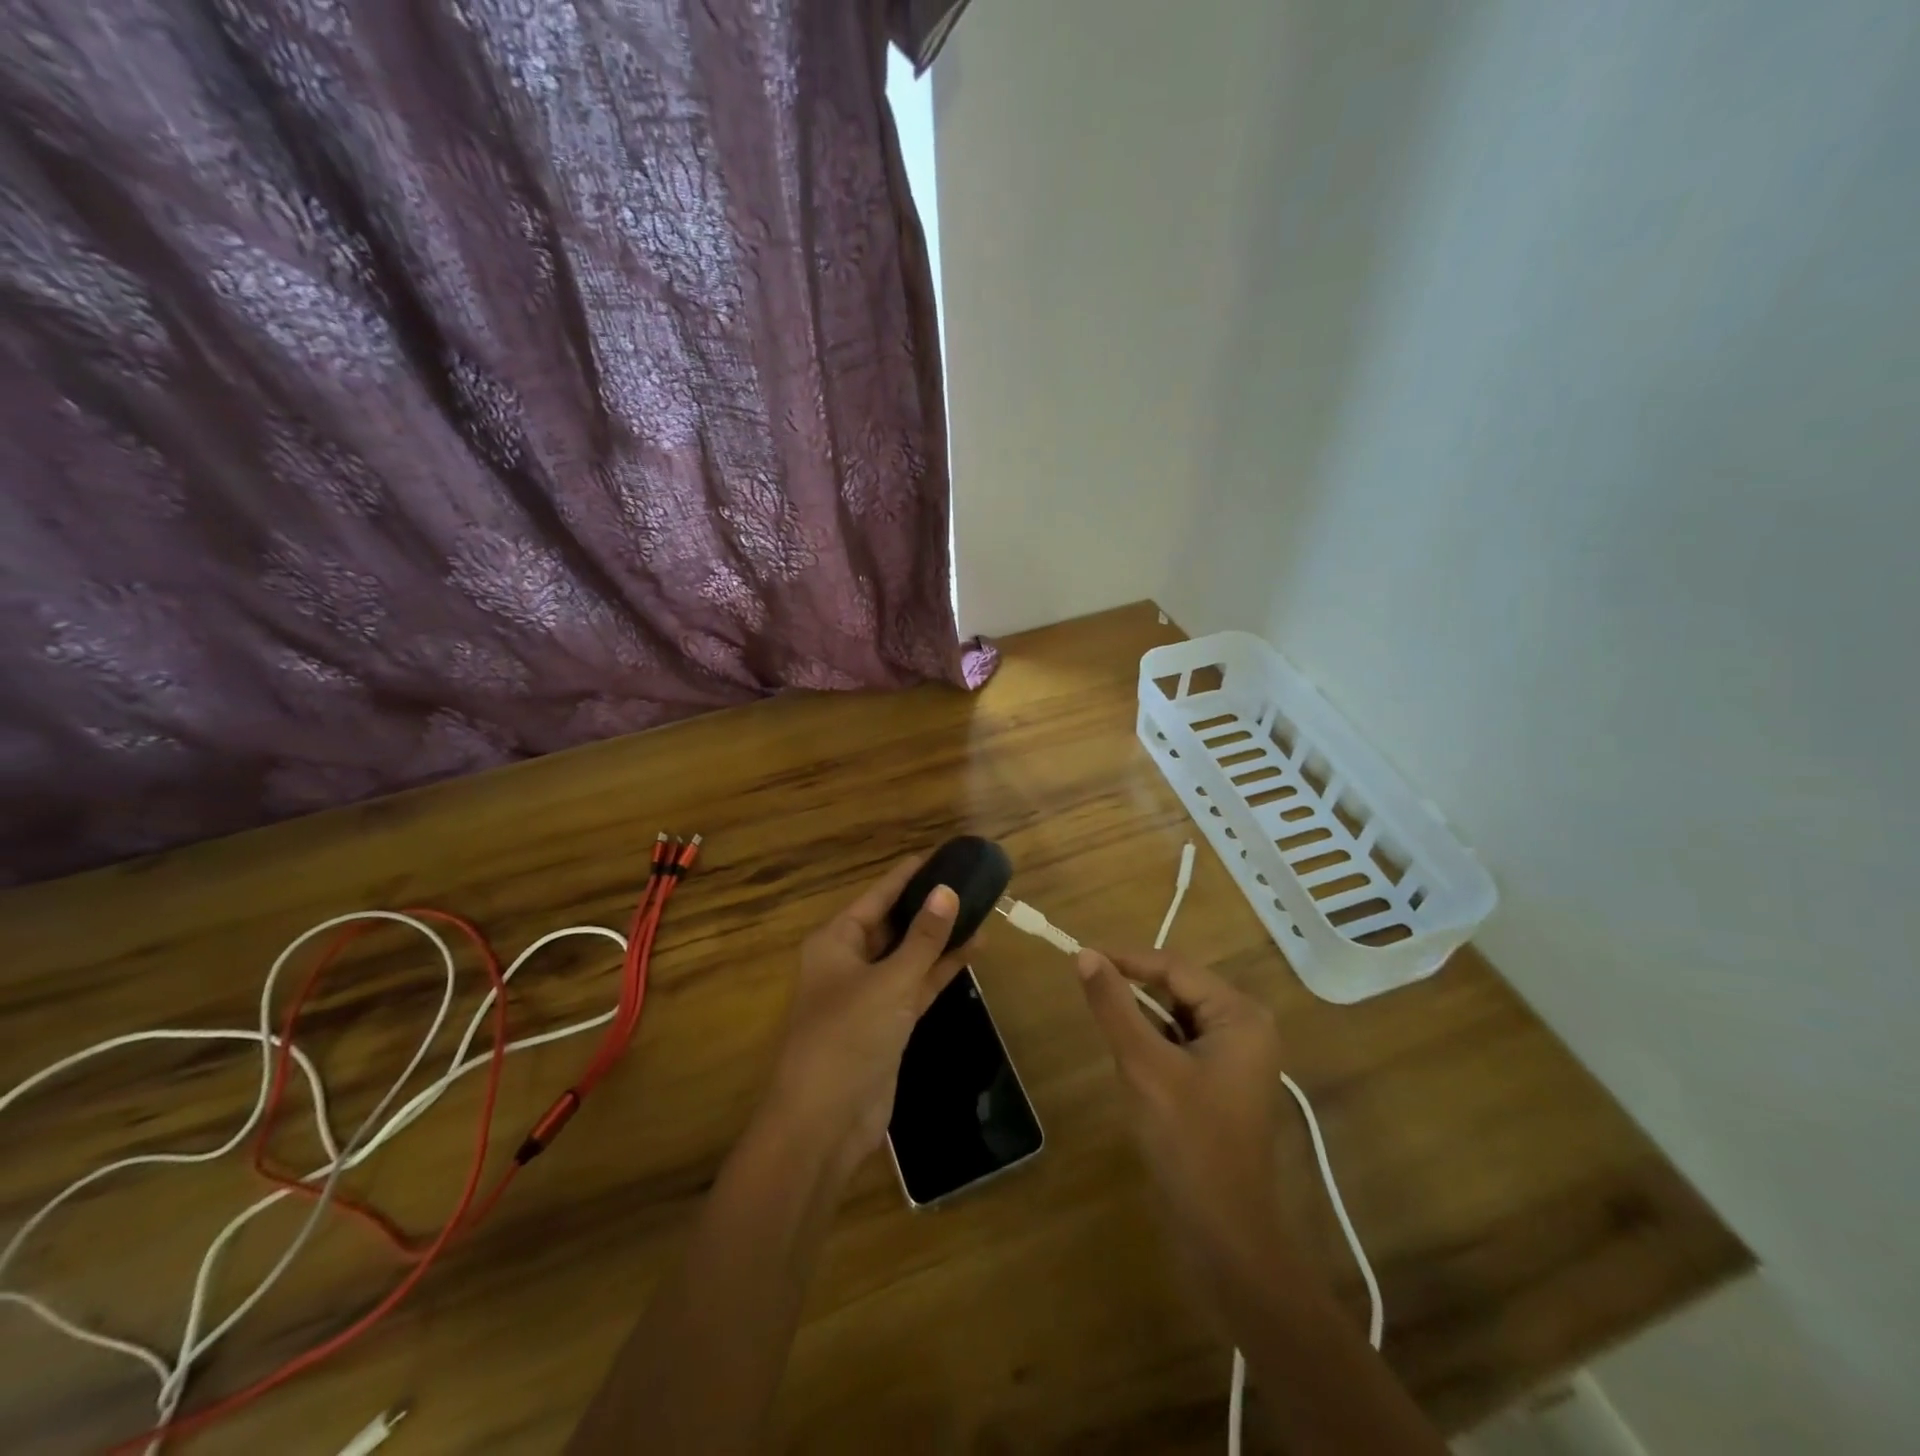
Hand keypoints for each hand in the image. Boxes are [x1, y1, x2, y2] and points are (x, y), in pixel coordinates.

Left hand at [765, 855, 971, 1176]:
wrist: (824, 1123)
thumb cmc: (847, 1038)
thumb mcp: (890, 981)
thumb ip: (923, 938)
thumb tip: (947, 891)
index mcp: (835, 941)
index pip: (877, 896)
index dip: (908, 875)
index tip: (942, 855)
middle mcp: (849, 962)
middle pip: (893, 923)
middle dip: (928, 906)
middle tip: (969, 881)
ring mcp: (869, 995)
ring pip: (908, 955)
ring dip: (939, 938)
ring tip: (980, 910)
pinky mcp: (887, 1024)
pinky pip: (916, 985)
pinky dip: (940, 969)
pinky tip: (973, 950)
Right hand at [1075, 947, 1291, 1273]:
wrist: (1225, 1238)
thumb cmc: (1190, 1144)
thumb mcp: (1145, 1067)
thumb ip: (1115, 1007)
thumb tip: (1085, 955)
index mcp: (1240, 1015)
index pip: (1174, 966)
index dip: (1126, 959)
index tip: (1079, 957)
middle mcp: (1245, 1027)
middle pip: (1177, 988)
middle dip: (1134, 993)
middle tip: (1090, 996)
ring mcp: (1235, 1058)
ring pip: (1175, 1017)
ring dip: (1141, 1022)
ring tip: (1111, 1037)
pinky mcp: (1220, 1083)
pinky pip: (1179, 1045)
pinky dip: (1152, 1047)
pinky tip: (1134, 1068)